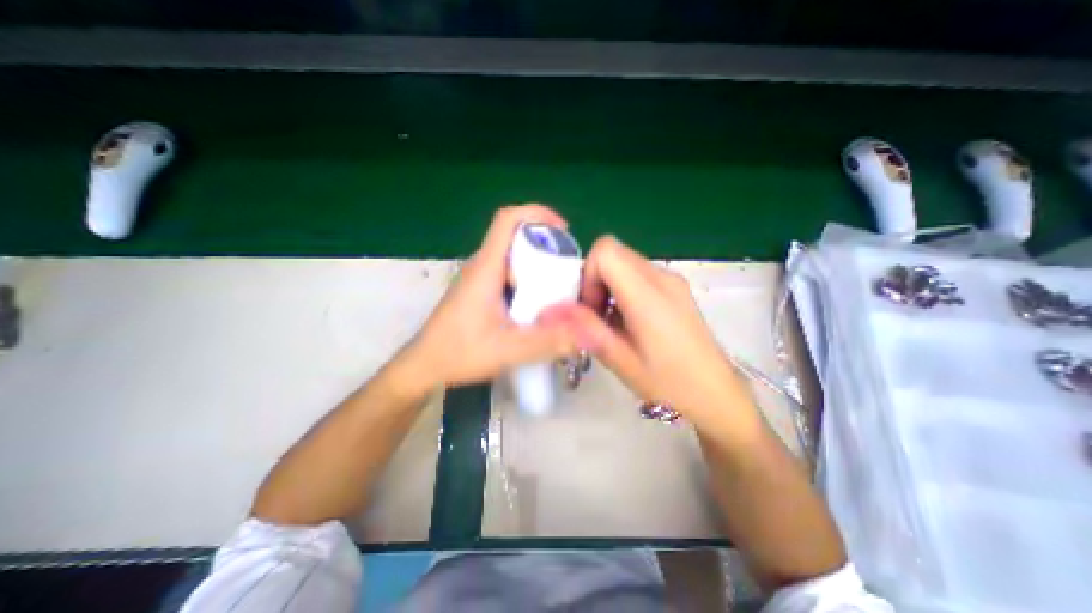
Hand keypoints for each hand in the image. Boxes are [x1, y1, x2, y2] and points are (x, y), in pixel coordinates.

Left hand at [400, 205, 578, 387]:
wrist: (425, 365)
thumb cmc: (459, 352)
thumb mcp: (508, 350)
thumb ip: (547, 342)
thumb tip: (586, 333)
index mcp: (486, 268)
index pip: (507, 220)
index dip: (537, 214)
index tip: (562, 230)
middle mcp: (482, 266)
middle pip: (515, 237)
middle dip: (545, 245)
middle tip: (567, 269)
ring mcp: (480, 278)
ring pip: (514, 256)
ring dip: (537, 264)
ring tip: (558, 288)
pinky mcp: (480, 290)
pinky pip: (509, 273)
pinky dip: (528, 279)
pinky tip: (538, 304)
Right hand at [545, 238, 756, 423]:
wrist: (717, 395)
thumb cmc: (669, 384)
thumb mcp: (621, 360)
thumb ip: (586, 329)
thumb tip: (551, 310)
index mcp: (648, 295)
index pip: (606, 251)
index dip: (588, 274)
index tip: (589, 308)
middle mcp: (662, 277)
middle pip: (614, 254)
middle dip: (595, 281)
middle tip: (596, 318)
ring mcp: (671, 280)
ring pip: (624, 263)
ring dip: (608, 287)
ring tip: (613, 324)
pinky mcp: (675, 288)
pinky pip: (638, 275)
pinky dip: (623, 290)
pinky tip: (629, 322)